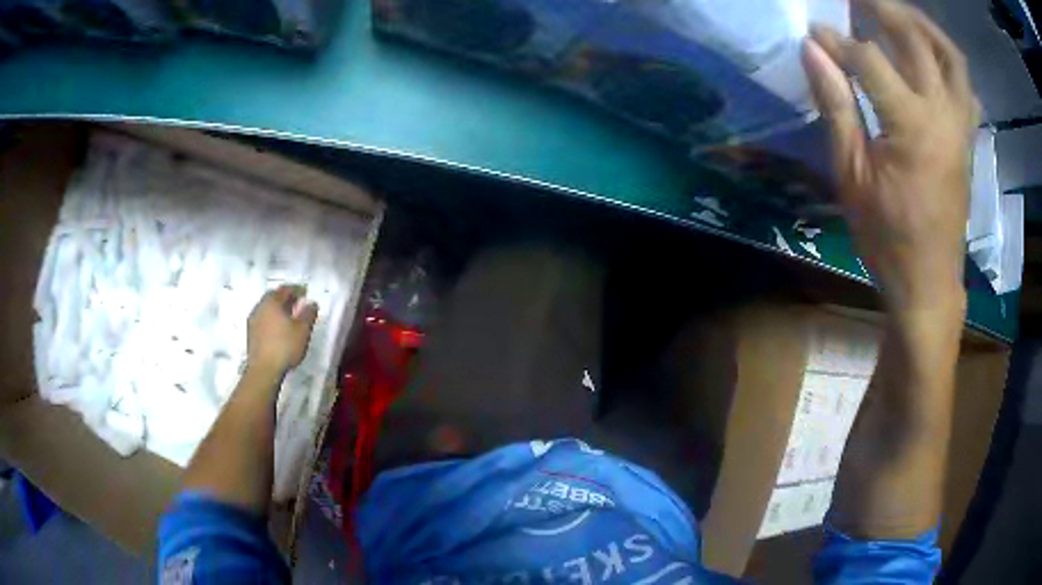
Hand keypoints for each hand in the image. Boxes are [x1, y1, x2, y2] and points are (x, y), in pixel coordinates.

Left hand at [246, 284, 317, 376]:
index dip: (297, 290)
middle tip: (296, 305)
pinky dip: (271, 321)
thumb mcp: (303, 330)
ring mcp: (253, 320)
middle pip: (273, 297)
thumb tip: (311, 303)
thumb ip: (309, 314)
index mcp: (272, 301)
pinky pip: (263, 321)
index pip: (285, 289)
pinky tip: (278, 331)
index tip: (305, 294)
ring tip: (288, 319)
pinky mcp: (250, 334)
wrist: (264, 370)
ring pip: (267, 309)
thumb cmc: (285, 346)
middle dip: (285, 299)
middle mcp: (260, 307)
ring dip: (277, 311)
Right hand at [802, 0, 978, 312]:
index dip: (838, 41)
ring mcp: (960, 127)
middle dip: (883, 9)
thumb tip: (813, 52)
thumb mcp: (851, 177)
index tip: (815, 33)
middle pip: (916, 40)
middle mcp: (943, 117)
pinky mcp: (967, 139)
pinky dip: (948, 61)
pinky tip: (931, 56)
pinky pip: (965, 87)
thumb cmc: (887, 238)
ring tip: (898, 13)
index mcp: (912, 129)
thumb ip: (836, 107)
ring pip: (950, 57)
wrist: (929, 283)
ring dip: (923, 26)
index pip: (870, 60)